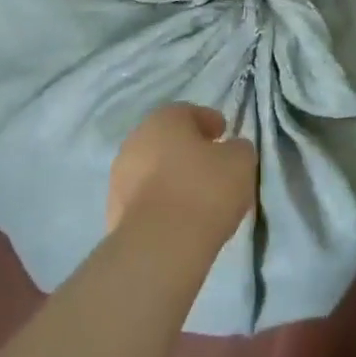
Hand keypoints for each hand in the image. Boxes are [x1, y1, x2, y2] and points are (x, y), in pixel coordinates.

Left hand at [108, 104, 257, 249]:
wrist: (160, 244)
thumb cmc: (204, 190)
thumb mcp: (241, 162)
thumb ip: (238, 148)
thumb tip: (231, 150)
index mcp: (164, 120)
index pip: (190, 112)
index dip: (210, 122)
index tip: (225, 134)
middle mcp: (136, 141)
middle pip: (167, 140)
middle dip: (188, 149)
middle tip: (211, 164)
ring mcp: (120, 176)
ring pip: (153, 169)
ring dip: (171, 177)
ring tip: (196, 196)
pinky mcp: (114, 210)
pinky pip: (145, 198)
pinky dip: (161, 202)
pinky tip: (179, 217)